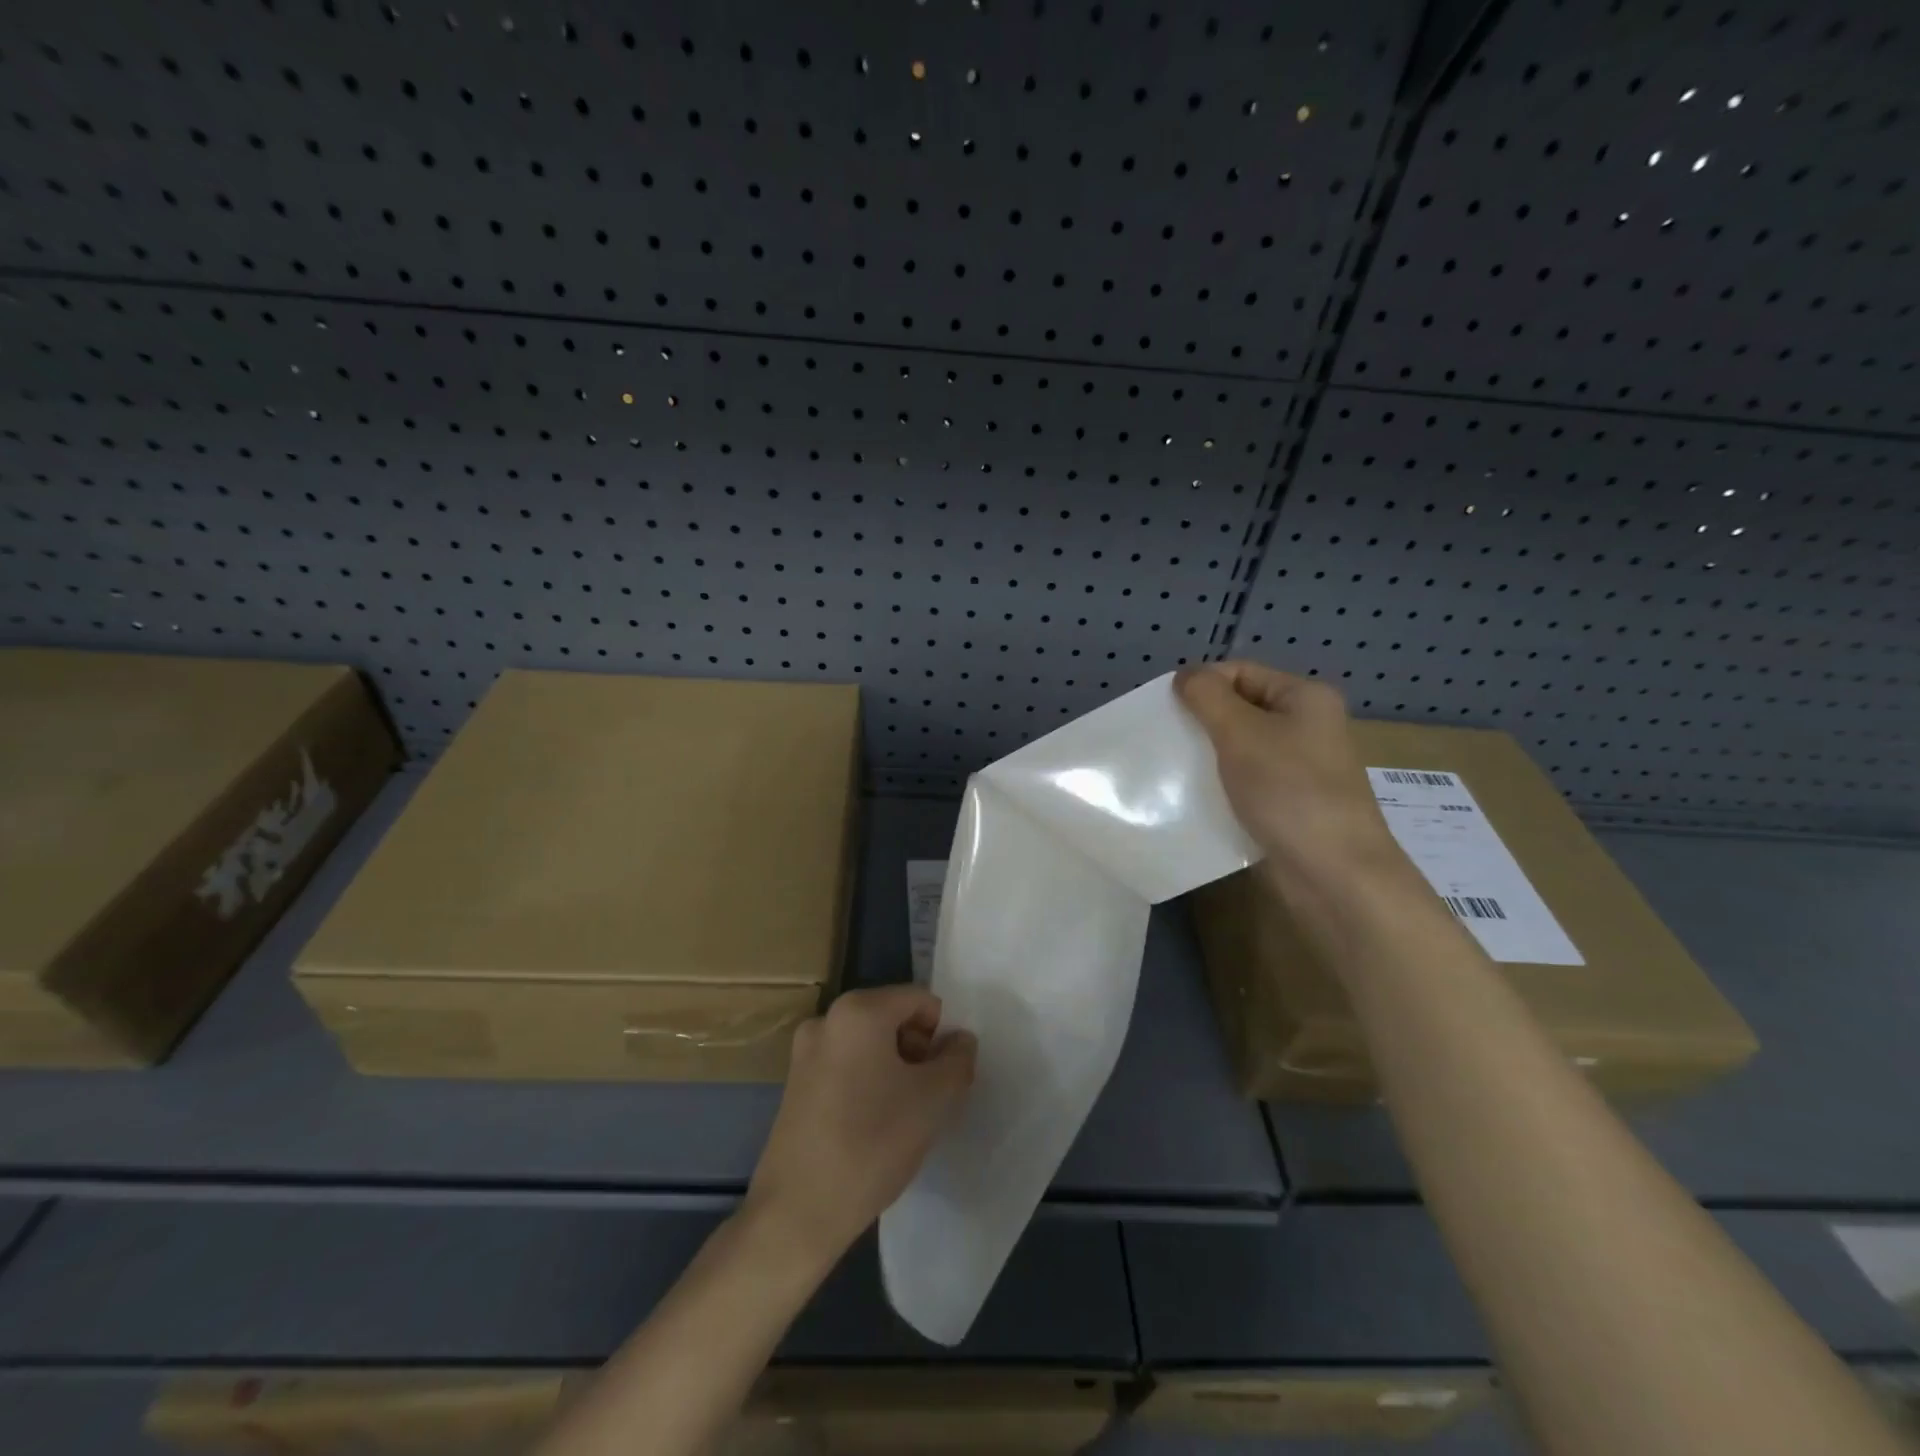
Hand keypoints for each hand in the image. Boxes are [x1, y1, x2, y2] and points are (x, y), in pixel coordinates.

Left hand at [745, 985, 976, 1266]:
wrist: (797, 1212)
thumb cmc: (872, 1143)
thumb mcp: (934, 1099)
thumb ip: (957, 1060)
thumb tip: (960, 1040)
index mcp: (859, 1009)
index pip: (920, 1000)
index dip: (942, 1034)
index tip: (946, 1076)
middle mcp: (827, 1018)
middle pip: (892, 1018)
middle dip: (918, 1051)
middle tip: (928, 1098)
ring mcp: (805, 1051)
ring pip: (869, 1045)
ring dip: (894, 1070)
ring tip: (901, 1118)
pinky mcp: (795, 1083)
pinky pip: (846, 1067)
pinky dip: (867, 1084)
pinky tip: (872, 1128)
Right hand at [1176, 661, 1403, 890]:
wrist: (1333, 874)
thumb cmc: (1289, 791)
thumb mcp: (1241, 733)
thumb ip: (1208, 697)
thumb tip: (1186, 676)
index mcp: (1305, 698)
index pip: (1240, 672)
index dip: (1201, 685)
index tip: (1163, 711)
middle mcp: (1306, 727)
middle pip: (1239, 710)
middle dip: (1199, 723)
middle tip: (1162, 740)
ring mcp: (1298, 769)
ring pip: (1239, 750)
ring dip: (1205, 757)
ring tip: (1170, 770)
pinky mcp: (1287, 805)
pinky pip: (1244, 783)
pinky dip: (1218, 786)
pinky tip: (1191, 800)